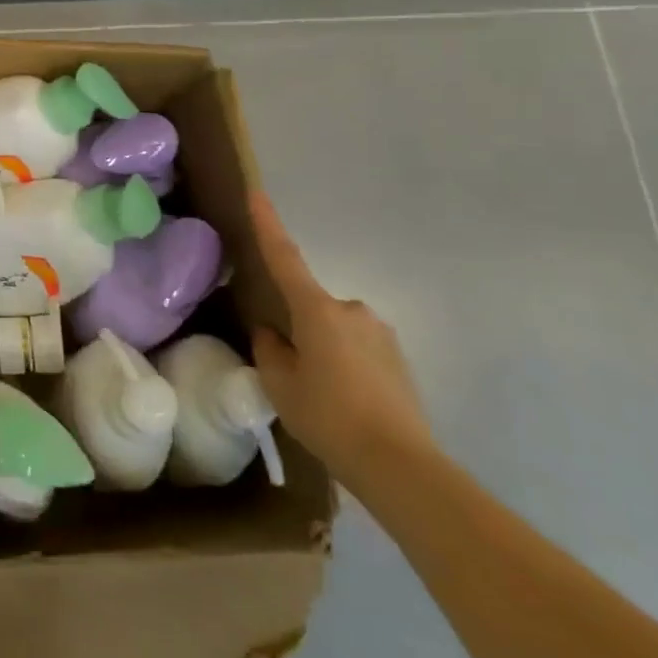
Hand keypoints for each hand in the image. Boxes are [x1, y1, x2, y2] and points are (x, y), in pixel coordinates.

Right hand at [248, 191, 435, 492]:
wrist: (400, 465)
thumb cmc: (329, 417)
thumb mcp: (280, 385)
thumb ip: (270, 350)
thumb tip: (274, 334)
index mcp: (317, 310)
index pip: (284, 258)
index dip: (267, 224)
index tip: (257, 192)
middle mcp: (351, 311)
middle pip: (310, 307)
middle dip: (298, 329)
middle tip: (291, 371)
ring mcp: (380, 333)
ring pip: (335, 330)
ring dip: (323, 349)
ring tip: (321, 396)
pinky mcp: (398, 358)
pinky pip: (358, 349)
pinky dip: (345, 365)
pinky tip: (346, 403)